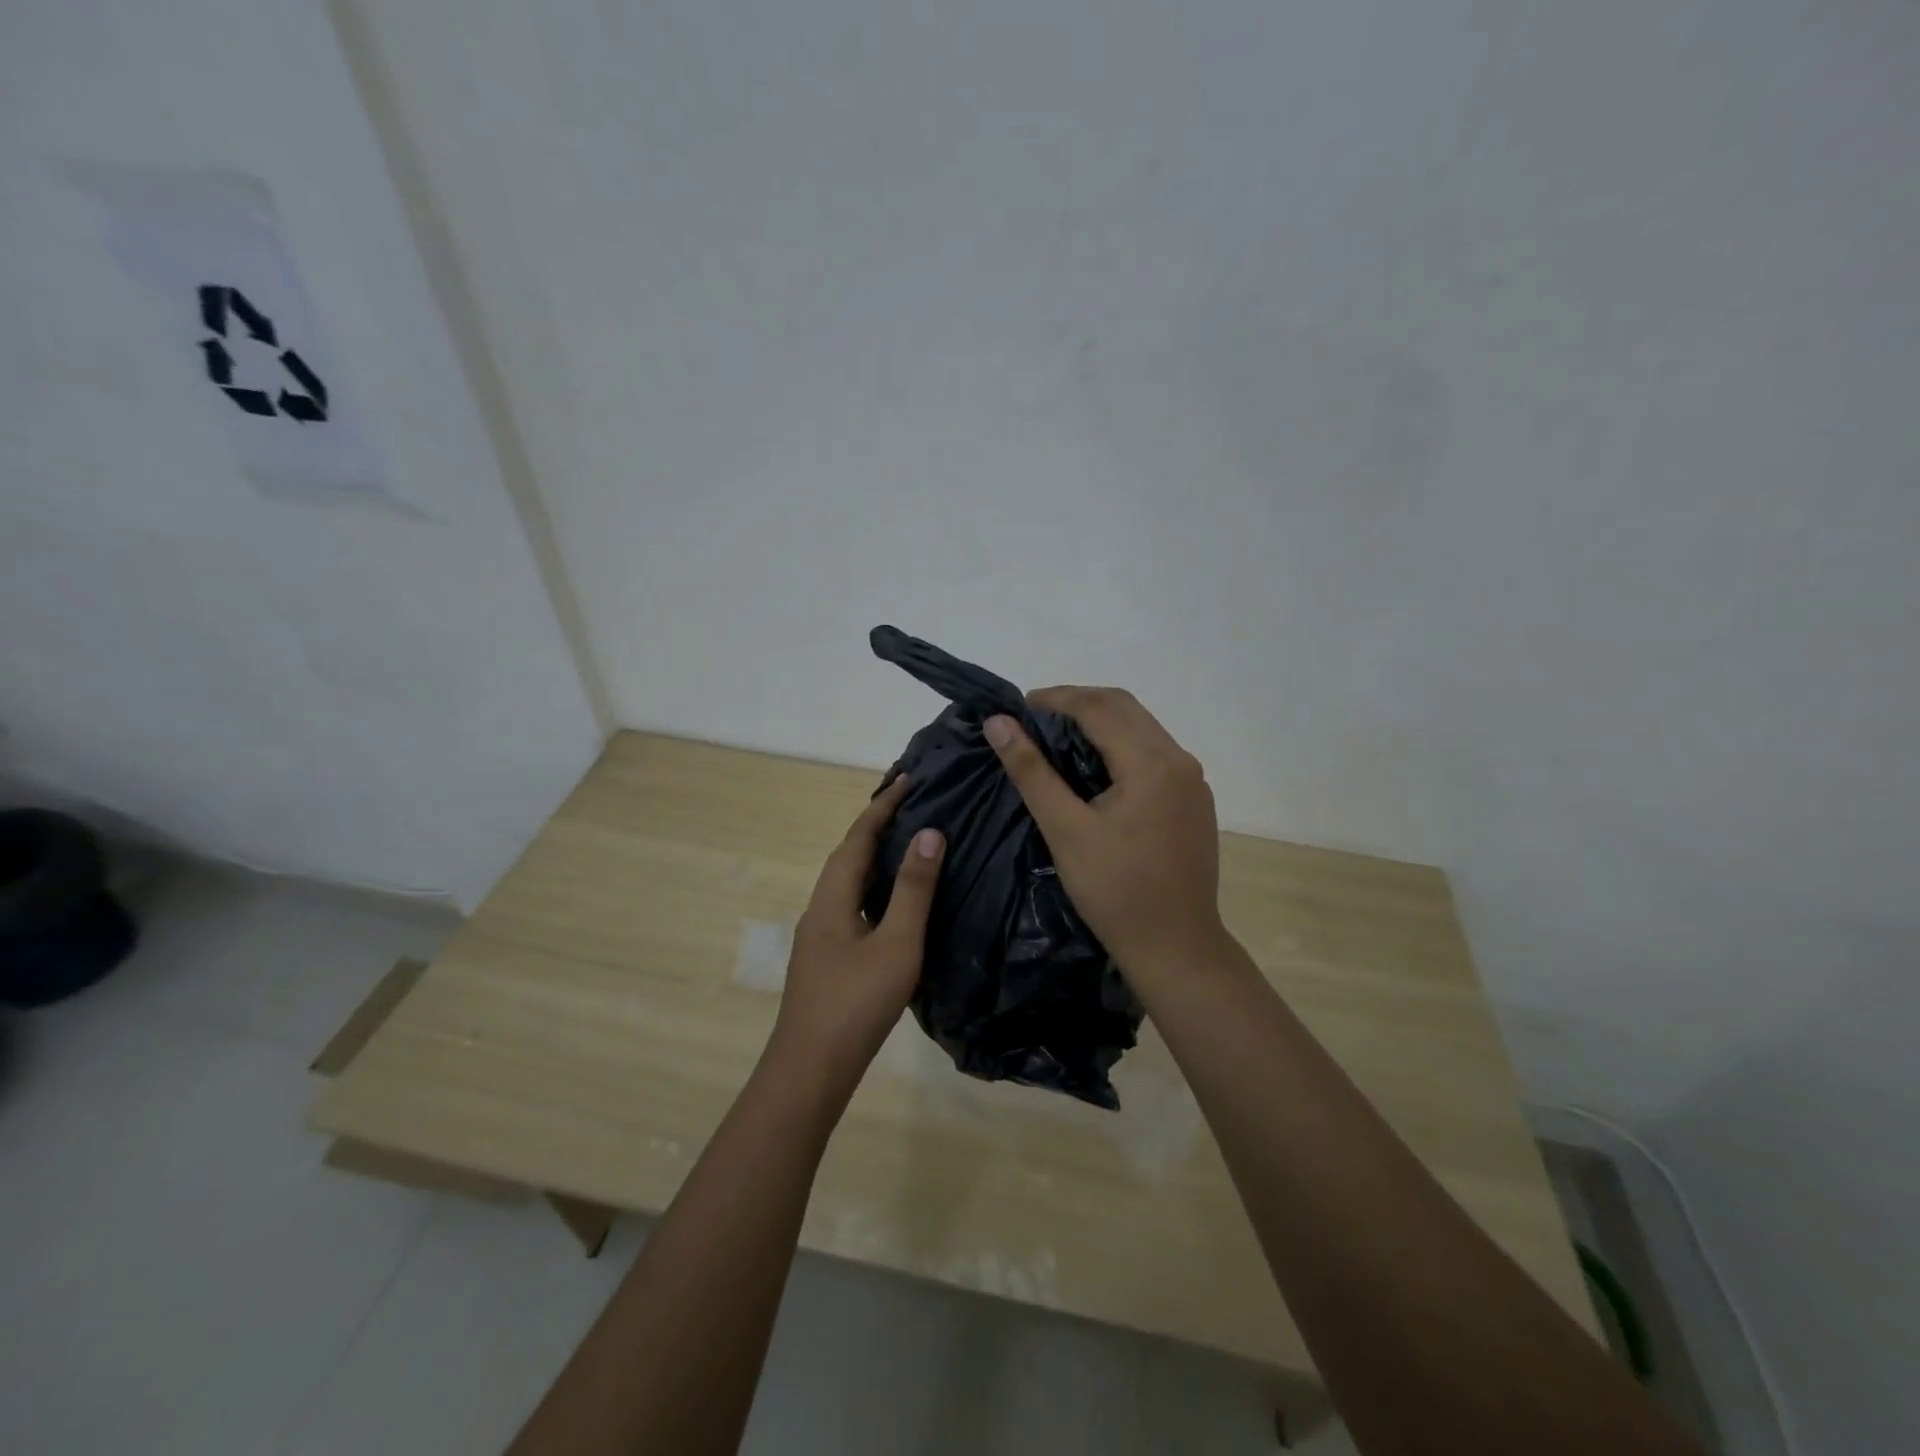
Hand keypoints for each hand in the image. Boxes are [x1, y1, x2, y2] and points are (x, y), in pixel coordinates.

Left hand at [766, 775, 944, 1097]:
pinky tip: (893, 902)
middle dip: (877, 826)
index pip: (858, 838)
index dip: (883, 806)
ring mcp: (821, 936)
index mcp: (832, 898)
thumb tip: (929, 833)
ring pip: (849, 882)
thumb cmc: (855, 1004)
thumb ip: (913, 889)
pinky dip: (874, 887)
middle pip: (848, 855)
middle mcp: (821, 908)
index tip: (908, 778)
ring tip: (908, 843)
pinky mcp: (828, 958)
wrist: (810, 1071)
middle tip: (913, 804)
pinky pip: (853, 904)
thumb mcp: (896, 945)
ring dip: (874, 856)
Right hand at [984, 687, 1226, 981]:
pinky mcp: (1194, 801)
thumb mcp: (1066, 831)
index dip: (1056, 699)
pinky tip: (1094, 767)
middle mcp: (1180, 760)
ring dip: (1100, 722)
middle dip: (1078, 703)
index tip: (1018, 707)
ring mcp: (1193, 781)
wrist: (1176, 948)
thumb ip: (1032, 772)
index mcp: (1152, 763)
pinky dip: (1120, 745)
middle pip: (1125, 708)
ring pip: (1142, 728)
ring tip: (1057, 738)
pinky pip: (1154, 753)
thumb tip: (999, 723)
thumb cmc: (1116, 892)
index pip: (1100, 707)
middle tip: (1034, 718)